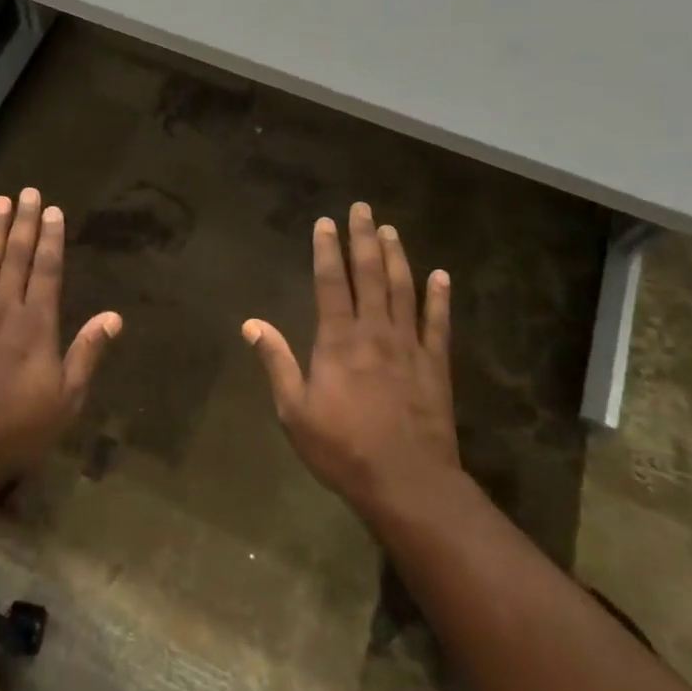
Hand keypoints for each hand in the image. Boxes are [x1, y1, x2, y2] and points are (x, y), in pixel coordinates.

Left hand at [0, 188, 121, 487]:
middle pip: (16, 258)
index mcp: (37, 325)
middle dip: (24, 223)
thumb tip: (113, 317)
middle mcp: (4, 311)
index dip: (51, 239)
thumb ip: (86, 353)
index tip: (54, 210)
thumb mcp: (66, 400)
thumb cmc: (18, 429)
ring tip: (0, 201)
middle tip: (29, 191)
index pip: (47, 270)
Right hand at [245, 203, 460, 519]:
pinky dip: (439, 297)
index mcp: (338, 339)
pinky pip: (438, 323)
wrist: (406, 481)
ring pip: (403, 289)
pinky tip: (440, 275)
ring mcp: (408, 345)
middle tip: (363, 208)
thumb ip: (276, 362)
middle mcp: (374, 331)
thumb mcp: (294, 410)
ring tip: (392, 230)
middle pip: (370, 274)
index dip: (327, 249)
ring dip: (397, 257)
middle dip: (364, 238)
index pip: (331, 282)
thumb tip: (251, 323)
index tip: (326, 222)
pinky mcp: (435, 364)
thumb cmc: (342, 447)